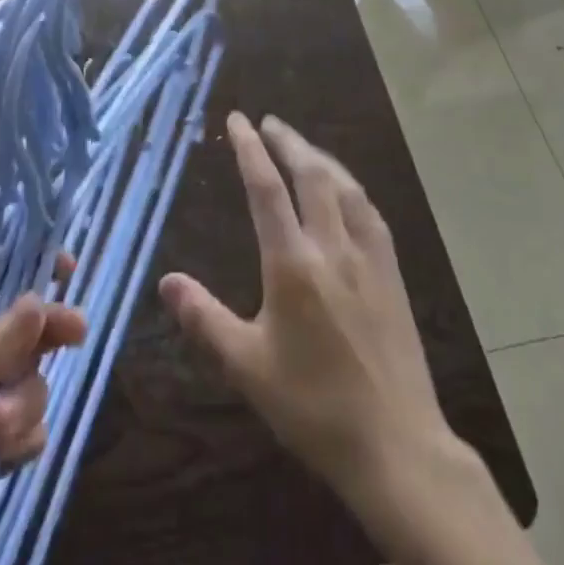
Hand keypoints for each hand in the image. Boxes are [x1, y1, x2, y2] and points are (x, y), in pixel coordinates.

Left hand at [0, 263, 86, 494]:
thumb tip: (41, 301)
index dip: (25, 270)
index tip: (67, 272)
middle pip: (15, 331)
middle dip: (36, 344)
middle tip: (73, 340)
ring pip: (21, 384)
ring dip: (25, 401)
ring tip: (2, 433)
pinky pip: (15, 434)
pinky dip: (20, 441)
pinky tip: (6, 457)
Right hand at [158, 113, 447, 497]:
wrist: (396, 445)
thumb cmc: (314, 407)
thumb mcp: (248, 368)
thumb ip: (205, 319)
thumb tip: (167, 281)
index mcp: (293, 264)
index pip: (266, 190)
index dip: (250, 149)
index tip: (238, 120)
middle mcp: (332, 247)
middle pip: (310, 174)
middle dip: (288, 141)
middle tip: (269, 122)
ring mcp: (368, 257)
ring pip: (344, 187)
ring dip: (320, 157)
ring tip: (302, 146)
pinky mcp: (392, 273)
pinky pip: (369, 212)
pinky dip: (350, 187)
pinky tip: (346, 192)